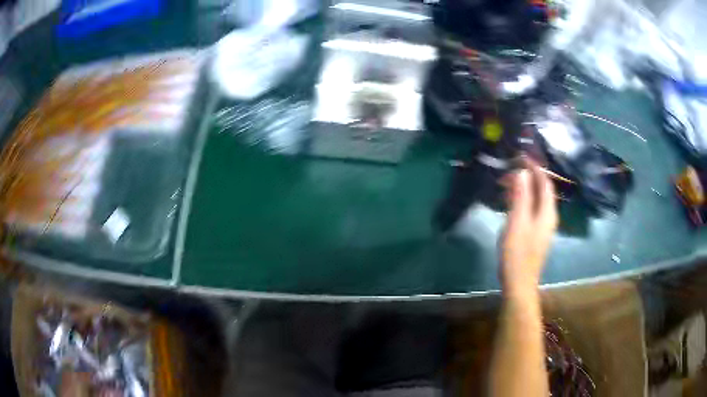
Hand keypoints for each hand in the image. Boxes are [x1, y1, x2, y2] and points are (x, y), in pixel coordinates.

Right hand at [500, 159, 557, 296]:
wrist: (519, 282)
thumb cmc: (518, 252)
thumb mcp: (518, 221)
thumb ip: (521, 196)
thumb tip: (523, 172)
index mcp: (548, 212)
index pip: (545, 182)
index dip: (536, 167)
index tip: (522, 156)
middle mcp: (549, 216)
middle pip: (543, 190)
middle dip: (529, 177)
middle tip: (511, 169)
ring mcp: (543, 226)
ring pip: (537, 200)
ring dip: (525, 188)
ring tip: (508, 183)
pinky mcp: (536, 234)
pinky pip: (532, 209)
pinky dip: (523, 200)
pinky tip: (511, 202)